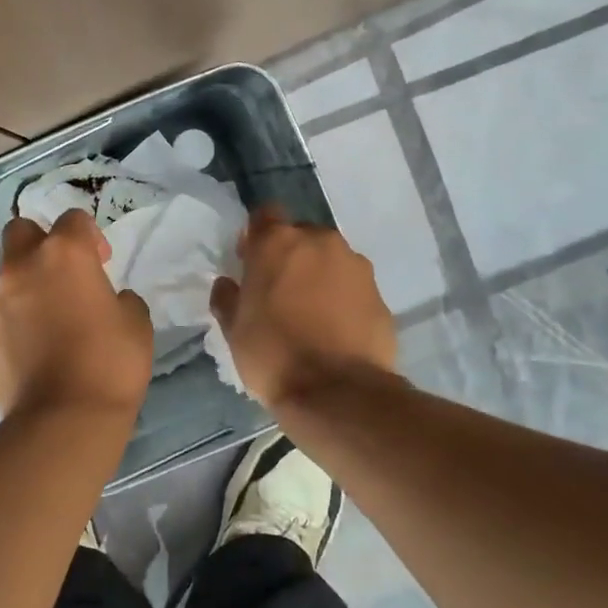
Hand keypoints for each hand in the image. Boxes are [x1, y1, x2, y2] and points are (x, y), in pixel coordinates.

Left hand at [0, 209, 153, 418]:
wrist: (62, 419)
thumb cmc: (110, 363)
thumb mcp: (136, 324)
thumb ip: (121, 300)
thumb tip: (111, 300)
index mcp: (64, 254)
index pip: (72, 219)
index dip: (89, 235)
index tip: (102, 261)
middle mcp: (23, 267)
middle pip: (21, 230)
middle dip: (41, 242)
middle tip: (66, 273)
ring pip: (8, 273)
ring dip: (29, 283)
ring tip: (53, 317)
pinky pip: (2, 311)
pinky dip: (18, 317)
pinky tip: (38, 345)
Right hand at [209, 207, 397, 407]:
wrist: (338, 392)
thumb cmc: (273, 354)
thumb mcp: (234, 330)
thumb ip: (227, 298)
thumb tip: (227, 284)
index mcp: (277, 242)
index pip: (265, 215)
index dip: (256, 236)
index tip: (251, 262)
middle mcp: (319, 241)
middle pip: (300, 236)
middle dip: (290, 256)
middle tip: (280, 292)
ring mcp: (355, 265)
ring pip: (330, 259)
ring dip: (319, 276)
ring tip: (311, 313)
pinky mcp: (379, 293)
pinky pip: (353, 286)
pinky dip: (343, 299)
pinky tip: (335, 330)